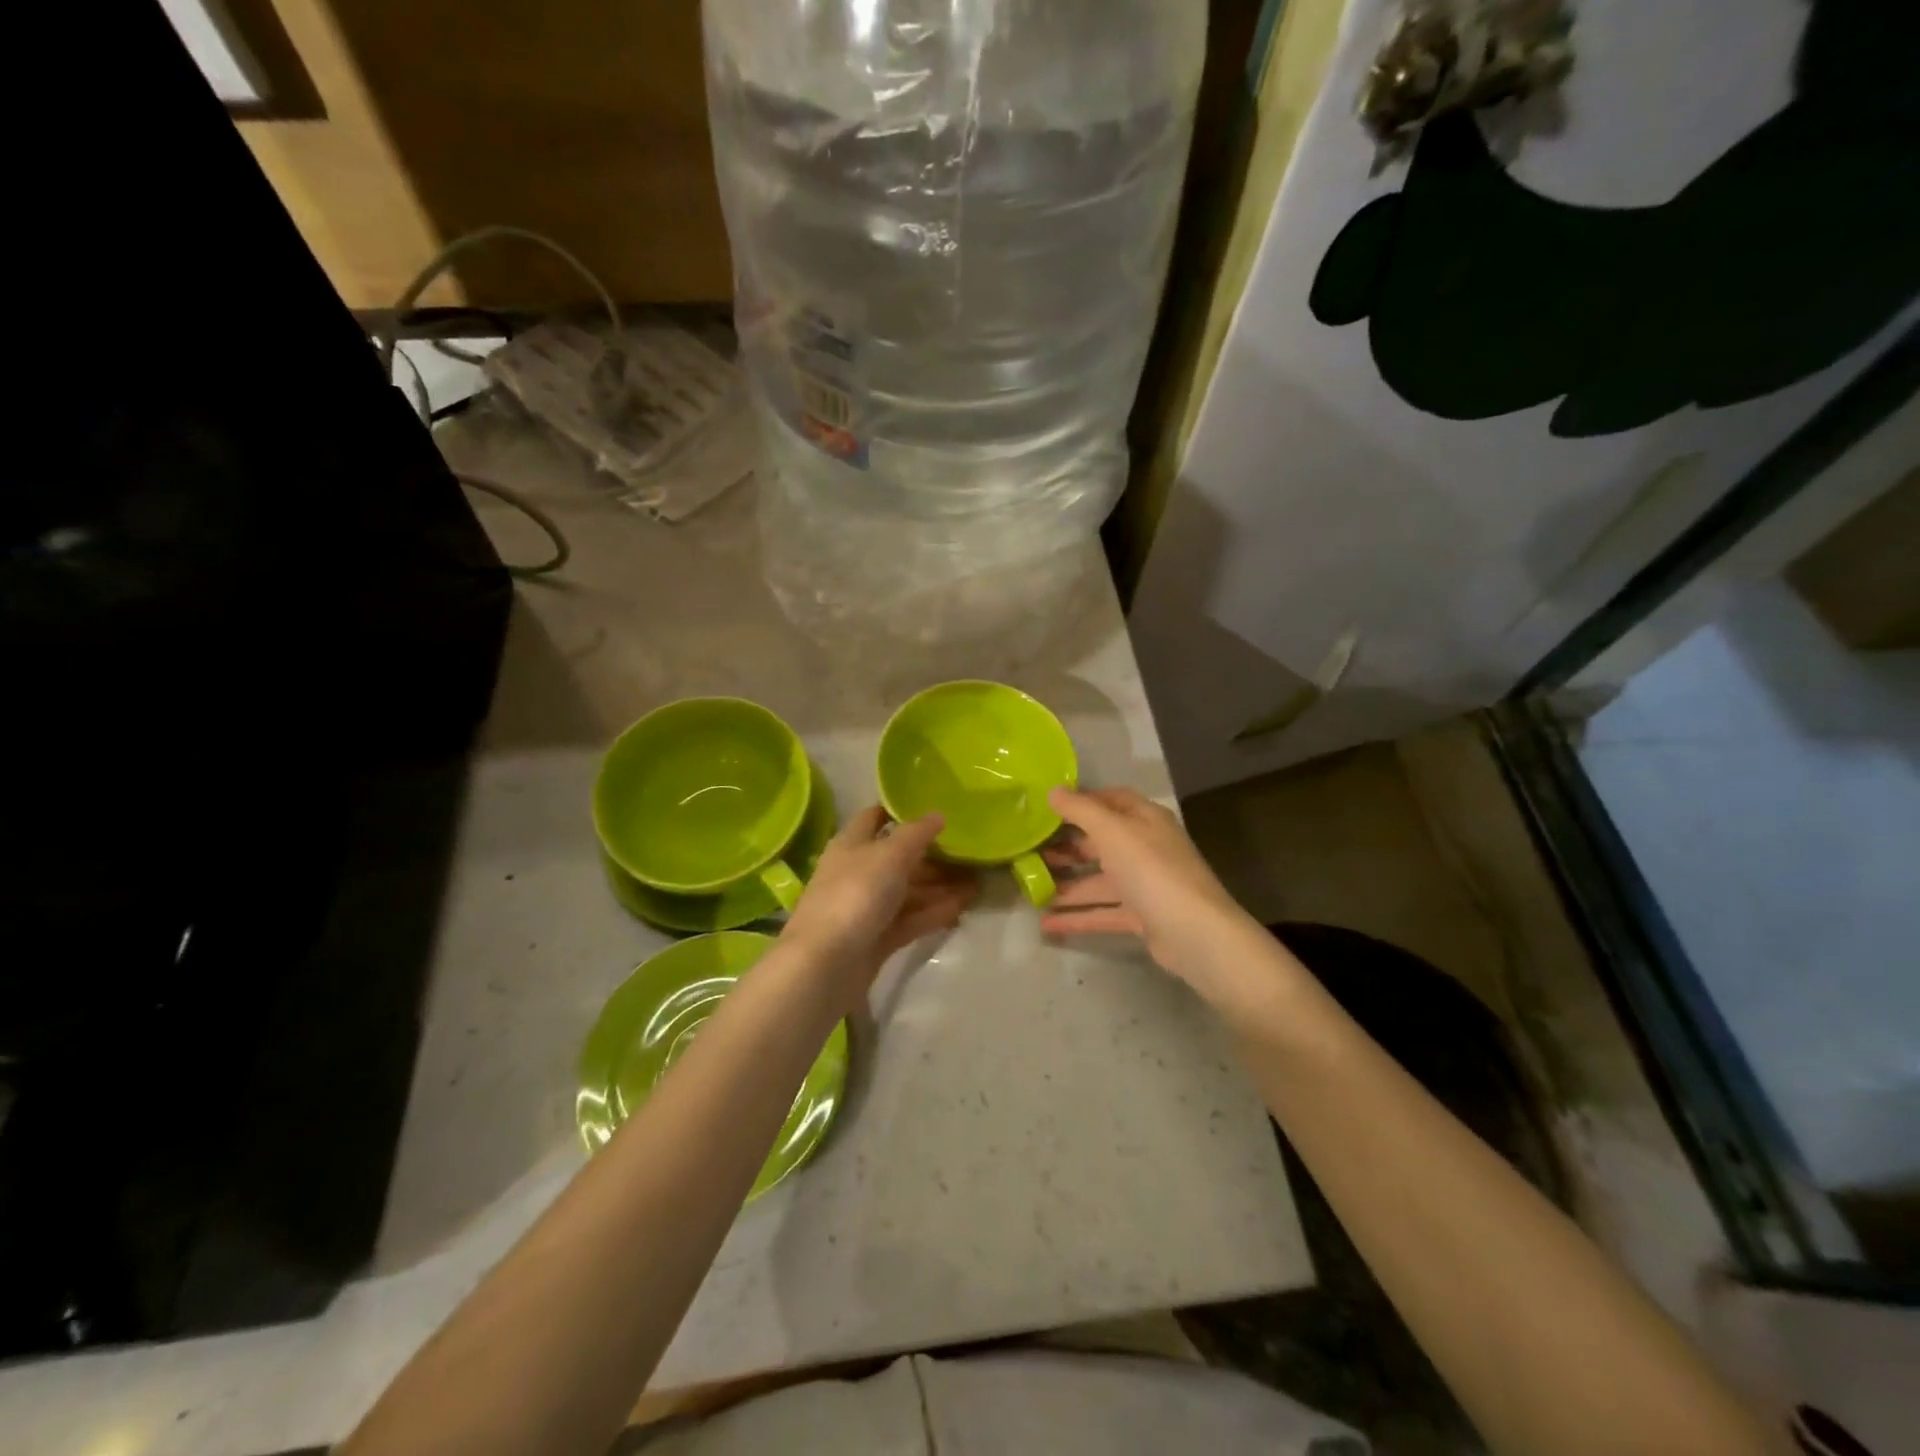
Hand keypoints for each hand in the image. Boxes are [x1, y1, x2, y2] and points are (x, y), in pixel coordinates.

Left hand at [781, 807, 977, 993]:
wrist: (825, 965)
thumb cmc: (855, 895)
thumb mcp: (890, 855)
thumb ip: (916, 834)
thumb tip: (937, 814)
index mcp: (851, 845)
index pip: (874, 818)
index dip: (900, 811)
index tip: (934, 811)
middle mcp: (857, 873)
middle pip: (897, 859)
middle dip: (932, 856)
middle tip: (969, 854)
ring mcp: (866, 909)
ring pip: (907, 892)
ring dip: (939, 887)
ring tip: (976, 884)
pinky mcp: (876, 939)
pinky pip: (910, 920)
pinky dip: (933, 913)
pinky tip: (961, 909)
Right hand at [1041, 787, 1265, 1010]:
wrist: (1195, 933)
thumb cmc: (1152, 870)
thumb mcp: (1112, 832)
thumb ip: (1080, 810)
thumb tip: (1053, 790)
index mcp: (1145, 819)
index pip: (1111, 800)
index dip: (1081, 801)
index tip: (1047, 807)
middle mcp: (1146, 847)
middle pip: (1101, 842)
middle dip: (1068, 848)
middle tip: (1032, 852)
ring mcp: (1145, 884)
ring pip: (1099, 881)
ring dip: (1067, 886)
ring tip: (1032, 889)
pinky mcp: (1142, 917)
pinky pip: (1103, 911)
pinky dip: (1078, 916)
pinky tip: (1047, 923)